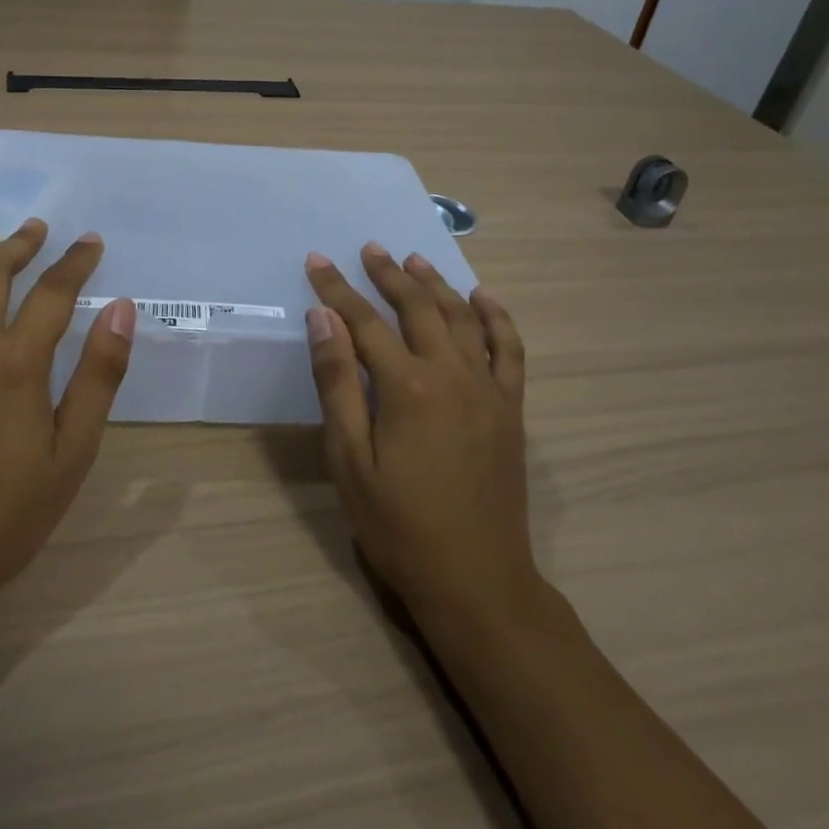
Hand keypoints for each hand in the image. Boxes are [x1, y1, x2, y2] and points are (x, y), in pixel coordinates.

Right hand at [304, 243, 535, 623]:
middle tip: (370, 250)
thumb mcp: (350, 460)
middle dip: (389, 275)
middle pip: (418, 308)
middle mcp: (452, 374)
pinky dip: (496, 318)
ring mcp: (488, 389)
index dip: (337, 289)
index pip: (364, 322)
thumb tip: (323, 319)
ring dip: (438, 285)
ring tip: (415, 262)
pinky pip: (509, 349)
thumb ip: (338, 384)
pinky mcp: (510, 408)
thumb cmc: (399, 525)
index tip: (317, 262)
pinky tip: (482, 299)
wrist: (476, 579)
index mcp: (407, 387)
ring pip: (463, 318)